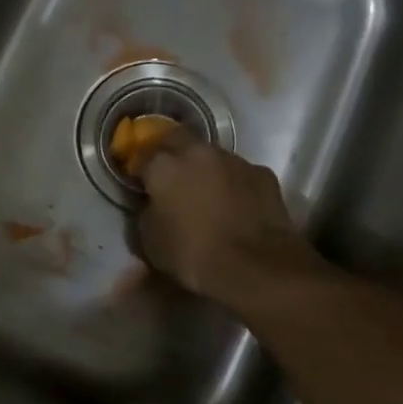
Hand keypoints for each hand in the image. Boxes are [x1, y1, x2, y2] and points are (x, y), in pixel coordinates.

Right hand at [136, 129, 322, 311]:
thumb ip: (148, 213)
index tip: (141, 183)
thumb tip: (154, 205)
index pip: (143, 156)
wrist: (254, 265)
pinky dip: (235, 184)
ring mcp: (234, 160)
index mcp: (165, 167)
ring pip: (213, 155)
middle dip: (171, 152)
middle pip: (178, 138)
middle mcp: (198, 153)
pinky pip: (241, 173)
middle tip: (171, 176)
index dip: (140, 169)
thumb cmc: (193, 255)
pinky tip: (237, 205)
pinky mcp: (262, 174)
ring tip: (207, 193)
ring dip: (206, 168)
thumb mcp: (151, 242)